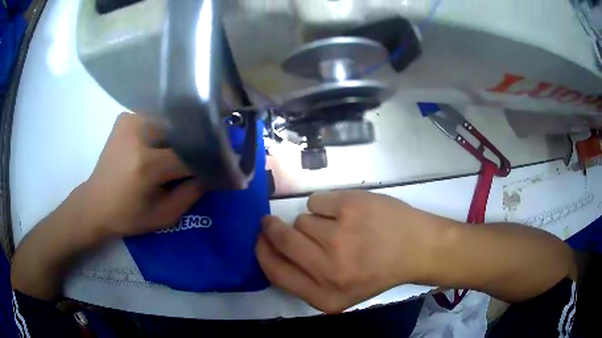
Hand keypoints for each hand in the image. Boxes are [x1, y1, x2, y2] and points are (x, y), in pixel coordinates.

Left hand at [79, 112, 203, 240]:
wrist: (95, 204)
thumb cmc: (128, 216)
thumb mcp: (164, 216)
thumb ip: (192, 194)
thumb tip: (212, 173)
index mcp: (147, 164)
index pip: (191, 156)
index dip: (207, 163)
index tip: (218, 169)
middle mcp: (139, 134)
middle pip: (182, 134)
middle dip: (195, 147)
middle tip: (202, 160)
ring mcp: (131, 120)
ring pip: (171, 123)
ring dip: (180, 138)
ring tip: (180, 153)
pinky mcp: (126, 118)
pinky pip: (156, 119)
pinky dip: (164, 131)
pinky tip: (161, 144)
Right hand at [256, 190, 447, 312]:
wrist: (417, 248)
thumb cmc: (378, 271)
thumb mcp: (340, 291)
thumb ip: (305, 279)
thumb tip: (271, 248)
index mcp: (324, 296)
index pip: (274, 271)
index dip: (263, 251)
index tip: (260, 239)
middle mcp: (329, 269)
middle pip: (282, 239)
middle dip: (273, 228)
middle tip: (275, 221)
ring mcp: (340, 236)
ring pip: (301, 219)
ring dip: (313, 222)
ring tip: (340, 228)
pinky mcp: (350, 206)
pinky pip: (317, 201)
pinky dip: (327, 205)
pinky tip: (349, 214)